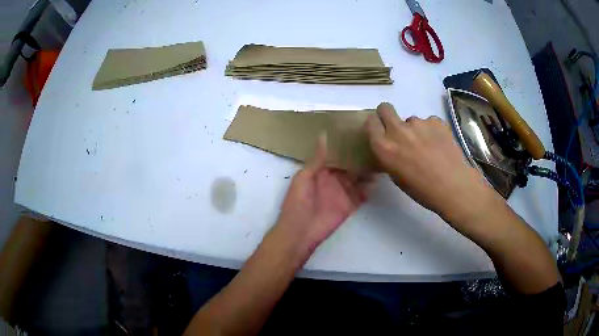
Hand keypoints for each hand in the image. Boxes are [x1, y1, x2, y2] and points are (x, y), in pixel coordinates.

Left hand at [274, 134, 370, 251]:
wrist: (300, 232)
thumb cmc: (297, 202)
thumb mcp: (304, 177)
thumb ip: (317, 159)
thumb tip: (323, 135)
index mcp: (321, 172)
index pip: (337, 156)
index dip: (346, 147)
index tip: (359, 134)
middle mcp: (334, 180)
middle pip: (350, 167)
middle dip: (360, 158)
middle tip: (375, 146)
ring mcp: (343, 193)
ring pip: (358, 180)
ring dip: (367, 173)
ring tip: (380, 161)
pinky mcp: (350, 206)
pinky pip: (362, 196)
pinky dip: (369, 189)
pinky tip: (377, 181)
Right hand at [366, 102, 496, 225]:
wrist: (453, 186)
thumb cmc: (422, 189)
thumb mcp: (396, 176)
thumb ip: (390, 156)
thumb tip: (392, 147)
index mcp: (384, 147)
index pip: (371, 122)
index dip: (376, 124)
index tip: (382, 131)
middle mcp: (398, 130)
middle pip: (385, 108)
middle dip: (388, 115)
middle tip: (399, 130)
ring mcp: (418, 123)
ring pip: (411, 120)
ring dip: (416, 130)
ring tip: (429, 147)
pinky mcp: (436, 121)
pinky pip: (429, 122)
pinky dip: (432, 131)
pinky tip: (440, 145)